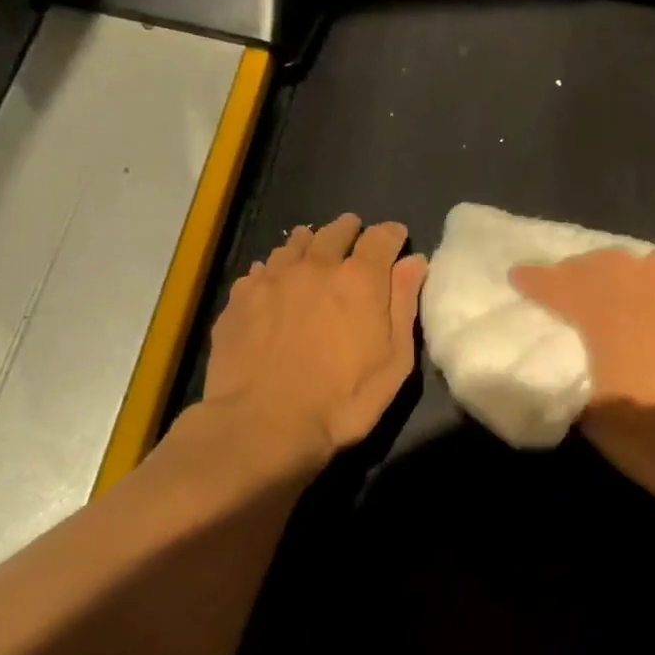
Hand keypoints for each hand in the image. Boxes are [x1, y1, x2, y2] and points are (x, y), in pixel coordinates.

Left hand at [201, 214, 427, 457]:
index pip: (381, 238)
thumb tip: (415, 263)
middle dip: (349, 230)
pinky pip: (261, 270)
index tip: (397, 239)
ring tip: (314, 249)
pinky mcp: (240, 299)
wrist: (264, 423)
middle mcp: (316, 267)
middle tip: (355, 235)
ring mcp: (272, 279)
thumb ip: (404, 306)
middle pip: (335, 232)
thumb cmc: (343, 401)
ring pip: (294, 245)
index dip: (392, 235)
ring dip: (310, 244)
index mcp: (360, 280)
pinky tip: (275, 282)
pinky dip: (275, 269)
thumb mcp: (394, 362)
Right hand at [510, 249, 654, 441]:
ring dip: (619, 272)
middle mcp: (649, 296)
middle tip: (560, 283)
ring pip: (647, 265)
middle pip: (607, 264)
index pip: (564, 285)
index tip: (517, 275)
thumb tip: (572, 363)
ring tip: (607, 288)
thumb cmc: (653, 442)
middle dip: (577, 270)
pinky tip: (653, 304)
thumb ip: (578, 376)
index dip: (537, 279)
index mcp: (610, 318)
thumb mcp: (594, 415)